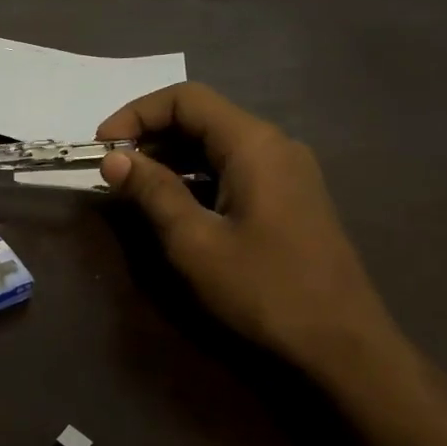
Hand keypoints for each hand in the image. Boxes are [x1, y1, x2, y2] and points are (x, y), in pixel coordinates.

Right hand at [97, 83, 394, 367]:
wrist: (344, 346)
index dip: (136, 114)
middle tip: (111, 168)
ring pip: (216, 144)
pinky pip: (232, 169)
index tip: (102, 146)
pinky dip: (195, 176)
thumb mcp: (195, 242)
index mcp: (254, 144)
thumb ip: (153, 192)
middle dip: (150, 135)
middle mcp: (274, 145)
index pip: (186, 99)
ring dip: (170, 157)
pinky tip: (172, 204)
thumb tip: (113, 158)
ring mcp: (286, 171)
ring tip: (132, 187)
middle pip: (202, 117)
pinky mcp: (288, 197)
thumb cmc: (265, 289)